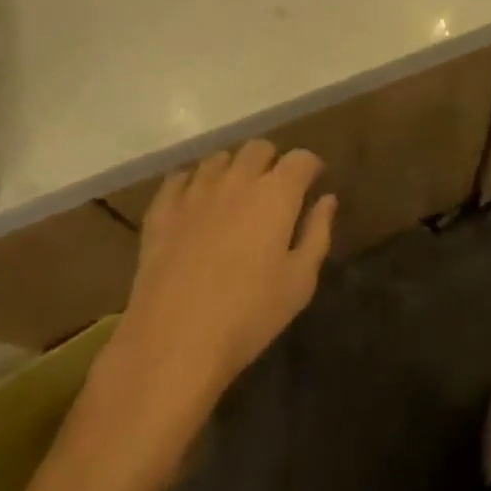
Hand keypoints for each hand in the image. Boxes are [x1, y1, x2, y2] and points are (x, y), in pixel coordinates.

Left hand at [104, 140, 336, 417]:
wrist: (173, 342)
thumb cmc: (247, 316)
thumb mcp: (299, 283)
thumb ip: (317, 233)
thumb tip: (327, 199)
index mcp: (276, 193)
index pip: (300, 158)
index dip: (309, 166)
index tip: (312, 181)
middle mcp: (238, 178)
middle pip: (258, 148)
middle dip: (271, 161)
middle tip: (273, 189)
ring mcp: (196, 190)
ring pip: (219, 158)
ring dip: (232, 169)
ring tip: (233, 195)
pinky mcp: (163, 208)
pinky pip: (179, 178)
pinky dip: (191, 183)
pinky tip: (194, 204)